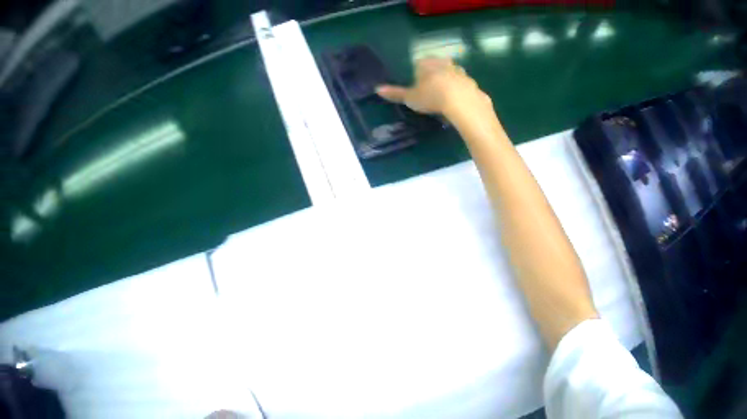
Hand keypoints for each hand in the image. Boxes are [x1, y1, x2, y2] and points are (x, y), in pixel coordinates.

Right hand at [376, 57, 491, 118]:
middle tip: (433, 90)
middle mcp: (445, 64)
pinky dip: (464, 94)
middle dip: (437, 74)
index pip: (420, 63)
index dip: (419, 73)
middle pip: (439, 65)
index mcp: (427, 64)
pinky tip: (461, 105)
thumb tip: (377, 89)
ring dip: (451, 82)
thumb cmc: (432, 97)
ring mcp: (462, 73)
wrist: (463, 104)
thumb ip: (396, 93)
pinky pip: (466, 88)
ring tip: (447, 98)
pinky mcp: (474, 85)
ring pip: (455, 75)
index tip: (419, 85)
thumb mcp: (411, 98)